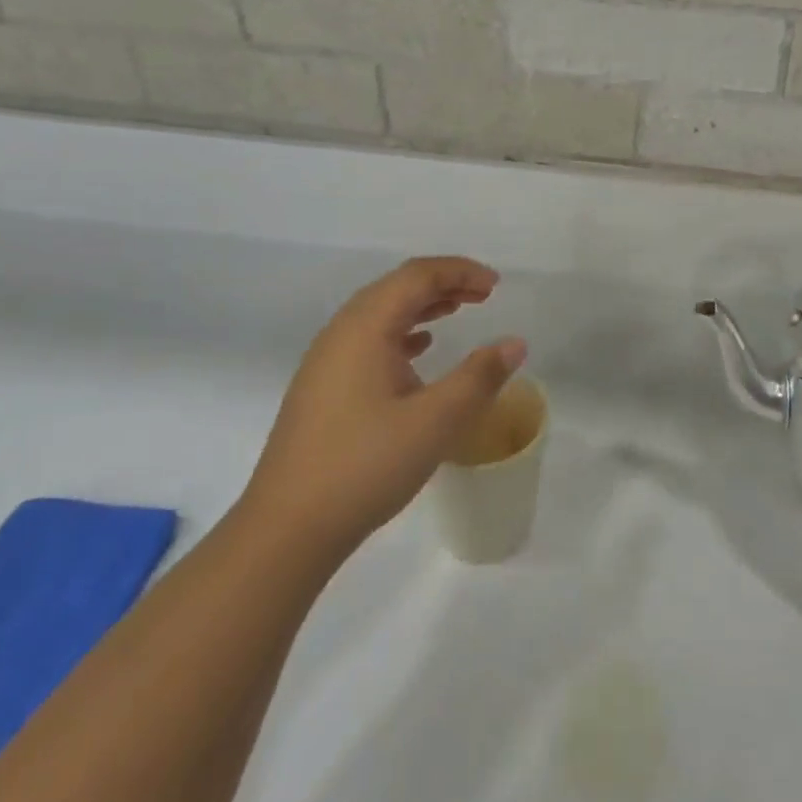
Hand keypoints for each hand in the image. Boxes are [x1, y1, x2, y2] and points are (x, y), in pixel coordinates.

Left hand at [240, 257, 526, 550]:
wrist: (286, 529)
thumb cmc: (365, 465)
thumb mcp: (436, 421)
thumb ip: (480, 377)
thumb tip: (515, 343)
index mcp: (365, 327)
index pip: (417, 276)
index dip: (460, 272)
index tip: (496, 286)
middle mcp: (341, 333)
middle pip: (397, 287)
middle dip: (443, 284)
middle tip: (483, 296)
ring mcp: (326, 361)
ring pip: (381, 313)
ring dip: (422, 306)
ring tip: (457, 312)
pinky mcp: (322, 388)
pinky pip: (368, 340)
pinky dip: (401, 333)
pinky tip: (419, 351)